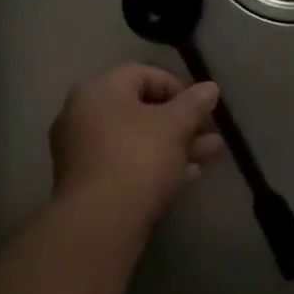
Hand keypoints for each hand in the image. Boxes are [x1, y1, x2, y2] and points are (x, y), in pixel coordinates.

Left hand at [50, 64, 223, 221]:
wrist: (102, 220)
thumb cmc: (139, 157)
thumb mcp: (175, 126)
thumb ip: (194, 104)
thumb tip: (211, 88)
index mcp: (98, 91)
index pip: (141, 74)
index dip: (177, 86)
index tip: (201, 106)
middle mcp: (82, 115)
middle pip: (139, 109)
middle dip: (180, 121)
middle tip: (210, 134)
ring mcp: (82, 151)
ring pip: (136, 140)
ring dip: (175, 145)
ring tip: (210, 154)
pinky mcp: (89, 182)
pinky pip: (126, 163)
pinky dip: (155, 165)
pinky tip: (189, 175)